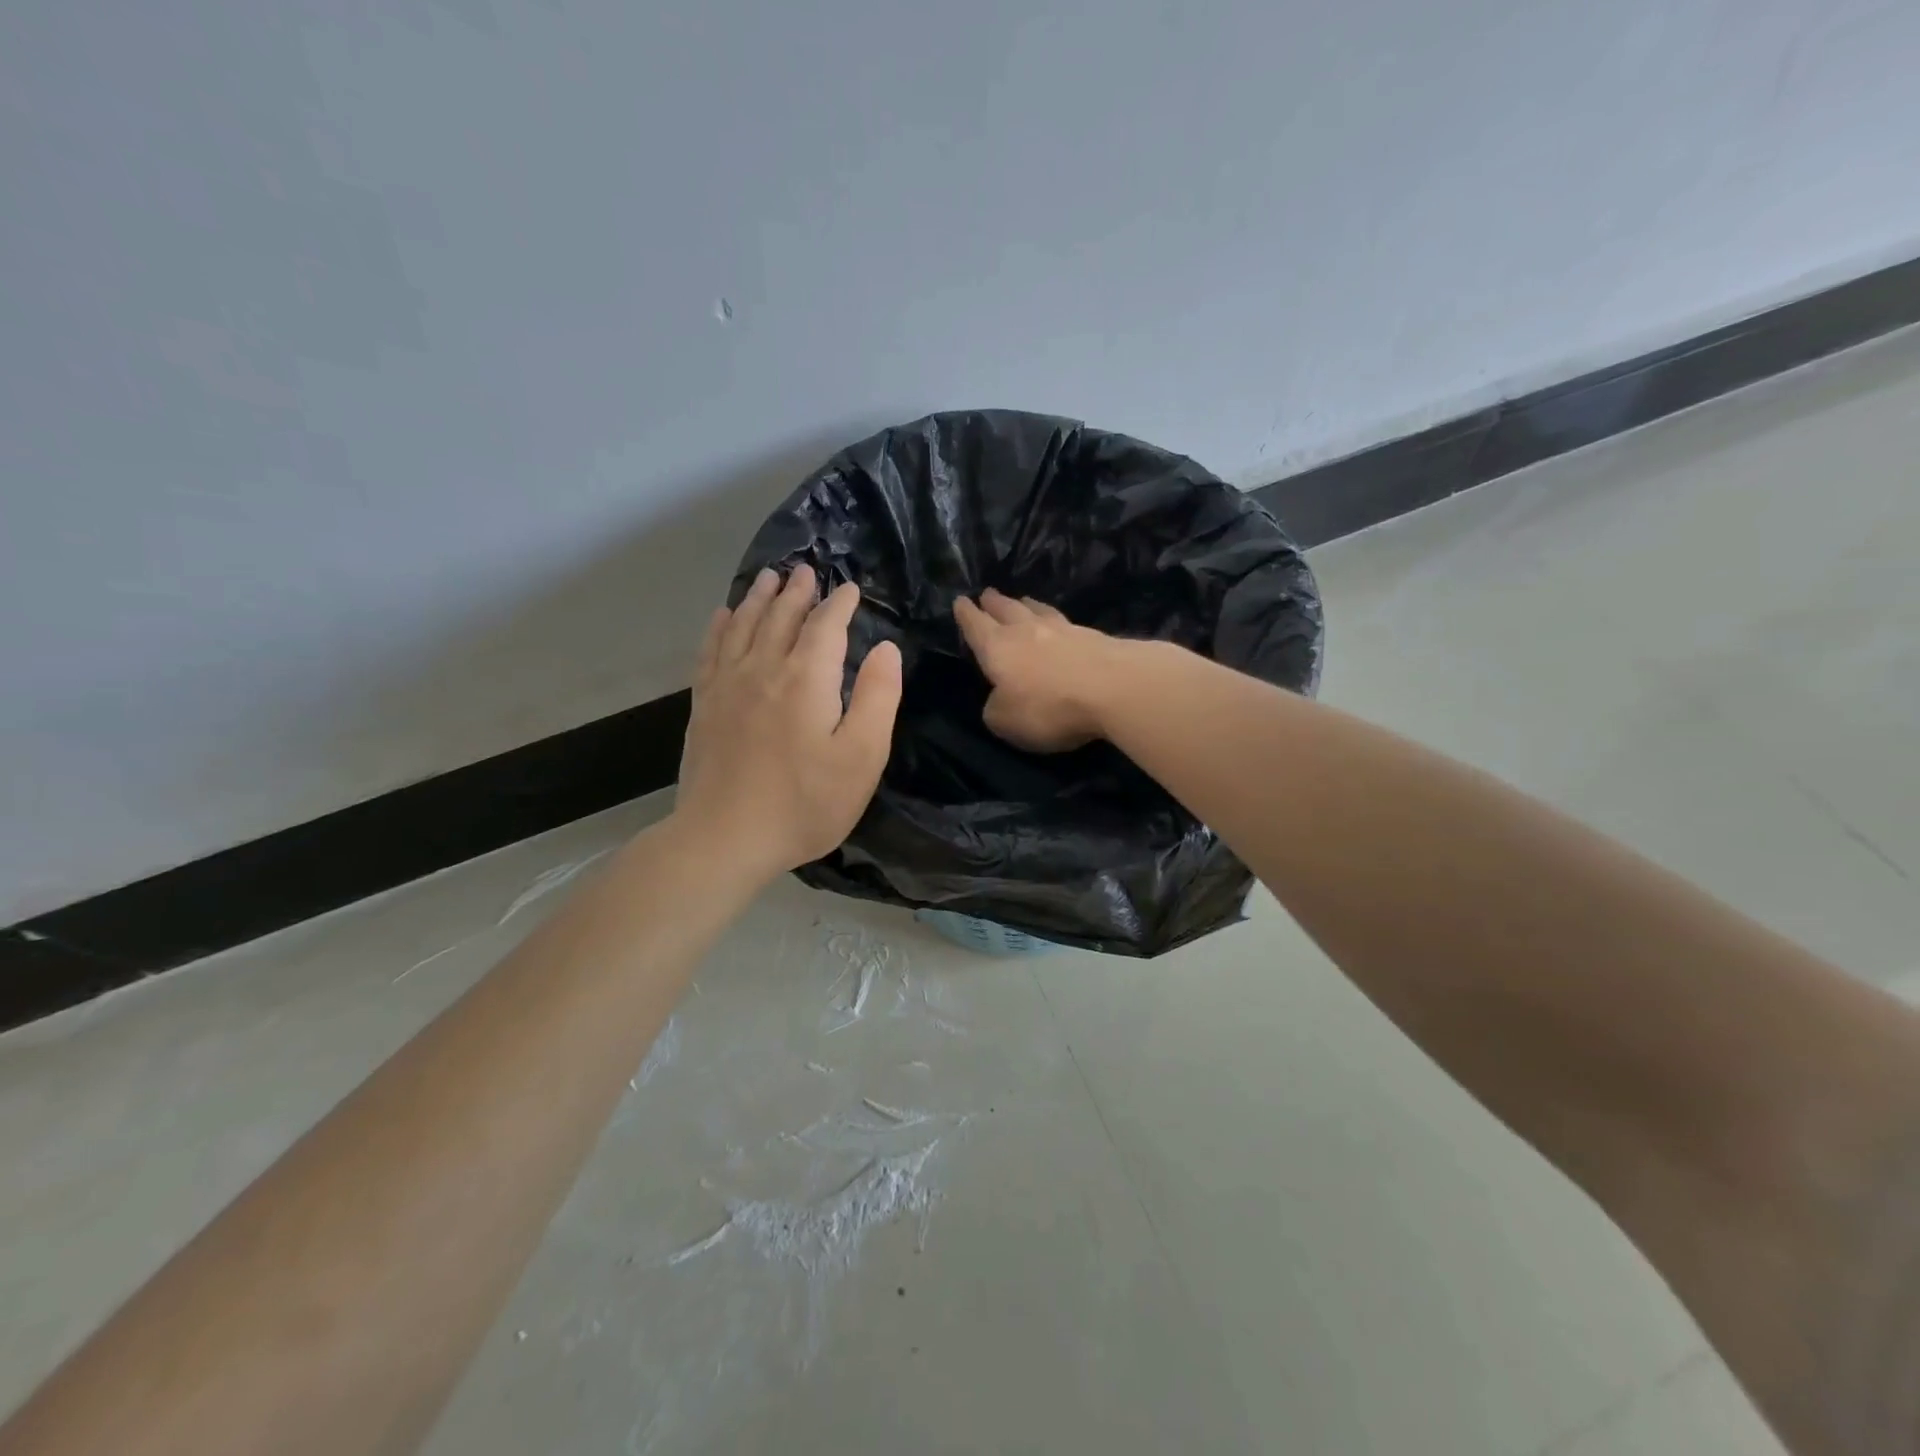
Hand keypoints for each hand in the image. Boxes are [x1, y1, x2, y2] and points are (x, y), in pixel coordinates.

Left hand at [676, 566, 902, 884]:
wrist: (725, 837)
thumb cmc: (805, 803)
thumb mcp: (861, 757)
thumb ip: (876, 698)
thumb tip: (885, 649)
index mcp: (806, 679)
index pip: (825, 627)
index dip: (839, 605)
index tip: (850, 589)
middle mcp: (763, 669)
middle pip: (781, 617)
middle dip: (797, 592)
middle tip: (806, 571)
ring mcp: (727, 685)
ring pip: (743, 625)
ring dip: (759, 598)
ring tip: (769, 577)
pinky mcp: (703, 705)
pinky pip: (711, 651)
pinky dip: (720, 626)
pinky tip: (723, 616)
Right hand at [953, 589, 1117, 751]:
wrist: (1114, 688)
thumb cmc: (1048, 706)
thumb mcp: (1006, 721)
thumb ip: (995, 709)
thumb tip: (999, 699)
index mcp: (998, 648)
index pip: (976, 626)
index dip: (966, 615)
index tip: (960, 601)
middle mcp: (1027, 631)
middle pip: (1007, 610)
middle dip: (994, 603)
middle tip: (987, 593)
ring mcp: (1064, 630)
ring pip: (1038, 612)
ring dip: (1027, 606)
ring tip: (1023, 601)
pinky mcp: (1094, 637)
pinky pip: (1066, 624)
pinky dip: (1056, 622)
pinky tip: (1060, 625)